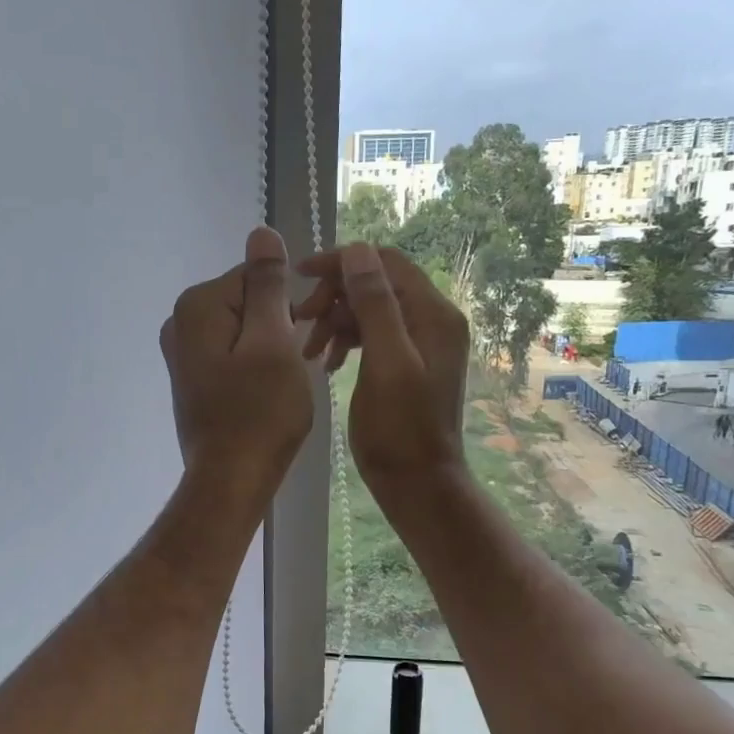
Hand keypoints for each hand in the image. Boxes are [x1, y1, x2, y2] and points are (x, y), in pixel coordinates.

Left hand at [160, 227, 314, 496]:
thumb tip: (261, 230)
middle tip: (297, 363)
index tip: (306, 334)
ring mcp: (182, 352)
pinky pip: (232, 353)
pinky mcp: (192, 377)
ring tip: (284, 383)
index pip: (258, 276)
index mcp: (198, 305)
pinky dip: (254, 364)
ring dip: (270, 347)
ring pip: (243, 329)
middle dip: (278, 325)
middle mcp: (180, 322)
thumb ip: (267, 285)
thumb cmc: (259, 412)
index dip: (290, 303)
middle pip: (248, 301)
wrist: (230, 479)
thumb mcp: (273, 341)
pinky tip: (268, 392)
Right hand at [295, 242, 469, 497]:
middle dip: (333, 297)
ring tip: (308, 351)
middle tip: (300, 321)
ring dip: (333, 321)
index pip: (385, 263)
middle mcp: (430, 320)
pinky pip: (369, 335)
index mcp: (433, 314)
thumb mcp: (386, 363)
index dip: (342, 262)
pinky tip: (325, 363)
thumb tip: (358, 250)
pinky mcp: (403, 362)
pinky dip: (343, 341)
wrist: (416, 483)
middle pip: (373, 284)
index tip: (299, 275)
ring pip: (366, 309)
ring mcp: (418, 342)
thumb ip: (375, 305)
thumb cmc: (400, 429)